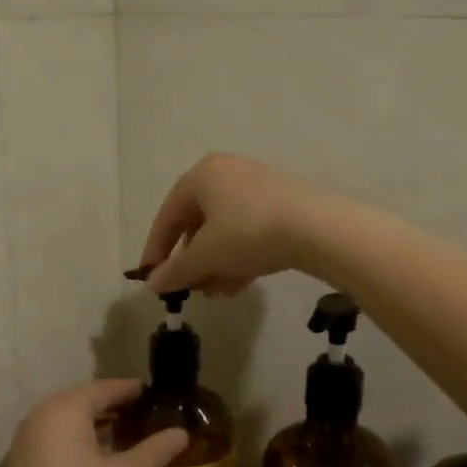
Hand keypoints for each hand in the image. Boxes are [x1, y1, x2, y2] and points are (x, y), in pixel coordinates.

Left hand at [0, 379, 187, 466]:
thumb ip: (156, 449)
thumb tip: (181, 432)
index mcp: (65, 409)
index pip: (103, 388)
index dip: (129, 389)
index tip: (150, 392)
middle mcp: (39, 415)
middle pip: (81, 400)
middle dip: (110, 404)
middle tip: (138, 411)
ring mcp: (24, 440)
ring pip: (64, 419)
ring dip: (91, 422)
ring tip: (120, 432)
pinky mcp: (18, 463)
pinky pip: (51, 437)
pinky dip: (73, 438)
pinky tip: (92, 455)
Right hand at [137, 153, 326, 295]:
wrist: (315, 229)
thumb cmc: (248, 233)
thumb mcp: (206, 255)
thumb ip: (176, 270)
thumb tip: (152, 284)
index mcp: (202, 175)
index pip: (168, 215)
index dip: (156, 249)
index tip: (151, 278)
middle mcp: (228, 173)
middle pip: (198, 223)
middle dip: (192, 261)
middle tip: (188, 288)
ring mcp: (258, 187)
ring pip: (225, 231)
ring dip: (215, 264)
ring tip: (215, 293)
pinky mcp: (282, 205)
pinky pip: (249, 231)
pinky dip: (238, 257)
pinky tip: (237, 286)